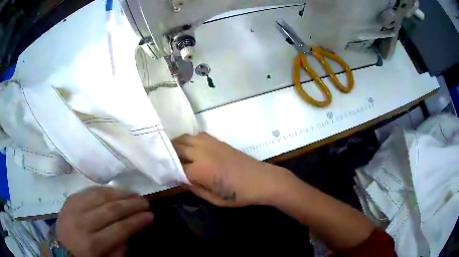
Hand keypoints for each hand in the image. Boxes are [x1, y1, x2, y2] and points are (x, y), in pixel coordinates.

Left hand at [56, 187, 153, 256]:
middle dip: (131, 205)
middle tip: (145, 202)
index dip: (137, 221)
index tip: (151, 215)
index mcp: (93, 243)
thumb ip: (121, 248)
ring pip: (100, 195)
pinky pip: (88, 191)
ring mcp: (73, 208)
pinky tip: (115, 190)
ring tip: (133, 194)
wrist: (62, 251)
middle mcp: (82, 223)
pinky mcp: (69, 200)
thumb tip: (132, 230)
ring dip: (119, 193)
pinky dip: (104, 189)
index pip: (120, 228)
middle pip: (110, 209)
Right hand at [172, 133, 290, 206]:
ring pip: (185, 138)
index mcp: (200, 170)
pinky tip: (190, 147)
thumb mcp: (215, 199)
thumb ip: (194, 188)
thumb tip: (181, 180)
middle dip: (167, 154)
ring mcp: (210, 144)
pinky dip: (189, 139)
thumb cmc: (239, 194)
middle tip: (163, 162)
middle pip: (177, 148)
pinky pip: (198, 135)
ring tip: (172, 153)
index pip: (176, 168)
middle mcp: (202, 152)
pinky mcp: (218, 141)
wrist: (263, 180)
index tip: (163, 176)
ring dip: (176, 144)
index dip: (168, 173)